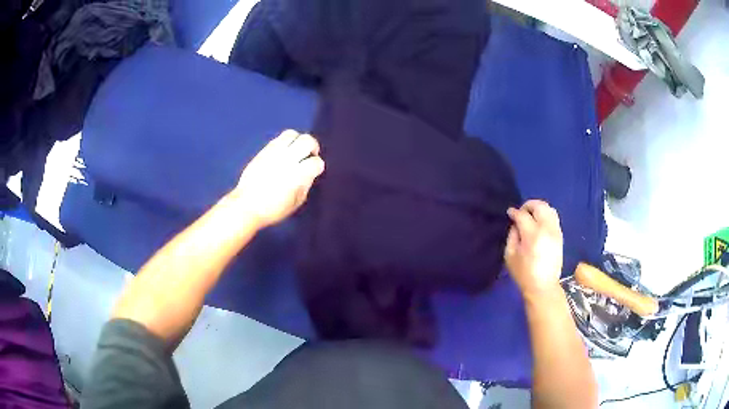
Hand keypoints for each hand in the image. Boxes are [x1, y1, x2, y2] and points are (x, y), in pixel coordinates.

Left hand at [233, 130, 324, 228]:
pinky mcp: (263, 151)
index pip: (316, 162)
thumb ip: (306, 185)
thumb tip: (310, 173)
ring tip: (295, 151)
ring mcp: (274, 153)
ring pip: (291, 134)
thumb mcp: (296, 202)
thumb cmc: (273, 210)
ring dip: (297, 141)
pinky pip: (277, 139)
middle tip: (309, 155)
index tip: (314, 172)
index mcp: (297, 175)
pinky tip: (282, 154)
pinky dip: (284, 143)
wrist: (246, 206)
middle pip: (307, 140)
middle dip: (312, 147)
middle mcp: (287, 159)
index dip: (318, 166)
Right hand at [504, 200, 563, 298]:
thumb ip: (512, 235)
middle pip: (539, 206)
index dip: (514, 212)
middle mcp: (547, 229)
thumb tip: (515, 223)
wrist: (543, 286)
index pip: (523, 215)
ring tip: (531, 216)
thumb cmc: (523, 273)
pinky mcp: (560, 236)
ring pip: (549, 209)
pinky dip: (545, 215)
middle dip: (528, 205)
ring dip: (538, 208)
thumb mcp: (510, 255)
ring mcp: (556, 231)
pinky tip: (539, 223)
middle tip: (521, 212)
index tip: (509, 213)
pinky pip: (554, 217)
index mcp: (532, 235)